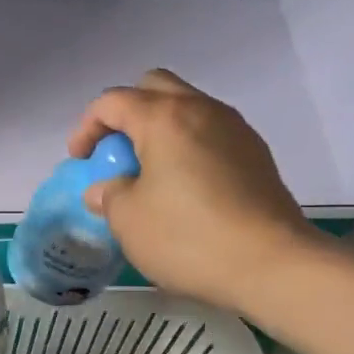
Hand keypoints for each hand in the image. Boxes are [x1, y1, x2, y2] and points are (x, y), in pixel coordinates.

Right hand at [66, 69, 317, 311]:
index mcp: (164, 118)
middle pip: (154, 87)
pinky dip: (188, 147)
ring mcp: (235, 129)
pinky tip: (185, 188)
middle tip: (117, 154)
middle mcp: (202, 110)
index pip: (113, 101)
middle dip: (127, 114)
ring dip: (160, 129)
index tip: (80, 160)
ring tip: (149, 173)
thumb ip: (109, 195)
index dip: (87, 127)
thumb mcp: (129, 220)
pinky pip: (211, 133)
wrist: (272, 265)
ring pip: (187, 108)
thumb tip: (105, 189)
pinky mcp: (256, 155)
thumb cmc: (188, 238)